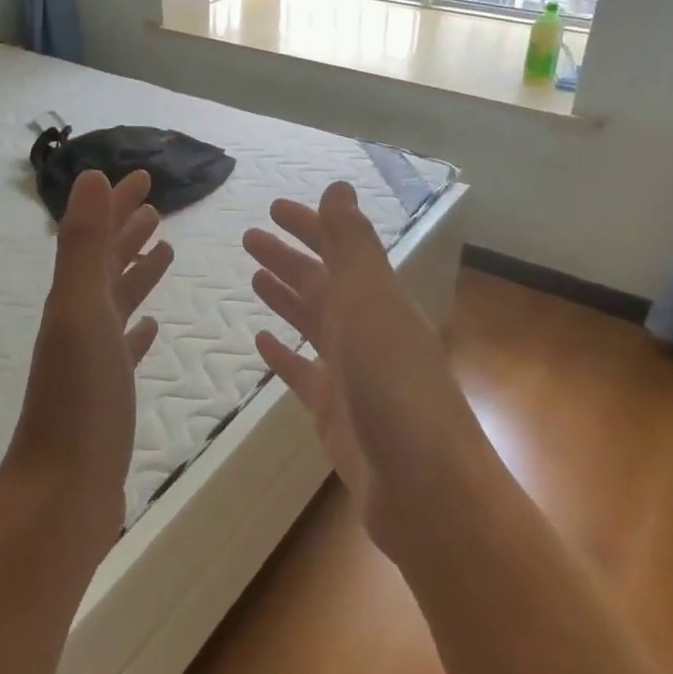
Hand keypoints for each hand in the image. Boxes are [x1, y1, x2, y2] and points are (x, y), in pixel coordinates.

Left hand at [5, 170, 173, 550]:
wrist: (62, 493)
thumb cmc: (79, 400)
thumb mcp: (81, 311)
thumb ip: (85, 245)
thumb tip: (90, 176)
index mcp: (73, 301)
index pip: (98, 238)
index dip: (118, 206)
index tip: (144, 177)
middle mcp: (78, 324)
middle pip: (106, 266)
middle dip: (128, 232)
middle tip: (156, 207)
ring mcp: (92, 362)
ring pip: (117, 304)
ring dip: (136, 274)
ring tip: (163, 252)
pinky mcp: (107, 395)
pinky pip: (124, 348)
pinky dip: (137, 330)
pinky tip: (150, 328)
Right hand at [244, 181, 485, 557]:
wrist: (423, 486)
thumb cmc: (394, 384)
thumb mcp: (371, 303)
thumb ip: (351, 245)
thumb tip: (339, 186)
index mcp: (377, 300)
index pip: (337, 249)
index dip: (308, 226)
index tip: (273, 207)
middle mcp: (366, 330)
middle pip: (320, 283)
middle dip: (288, 257)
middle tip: (249, 237)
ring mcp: (351, 373)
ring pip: (311, 323)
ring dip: (285, 297)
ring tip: (253, 277)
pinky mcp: (335, 412)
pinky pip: (302, 373)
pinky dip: (283, 355)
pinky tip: (261, 343)